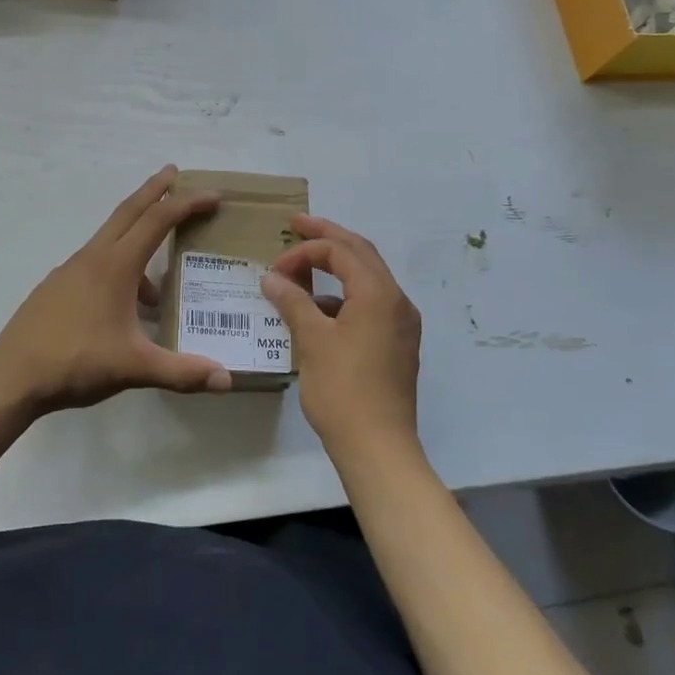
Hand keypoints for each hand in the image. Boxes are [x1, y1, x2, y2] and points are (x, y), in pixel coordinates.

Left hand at [0, 166, 232, 412]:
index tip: (212, 195)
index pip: (157, 221)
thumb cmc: (76, 362)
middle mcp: (93, 257)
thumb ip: (181, 372)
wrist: (11, 376)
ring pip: (111, 239)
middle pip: (128, 211)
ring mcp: (70, 270)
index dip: (187, 204)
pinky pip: (96, 262)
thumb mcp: (134, 367)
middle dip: (154, 190)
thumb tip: (226, 380)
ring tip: (157, 289)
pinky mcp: (57, 287)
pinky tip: (123, 307)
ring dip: (136, 236)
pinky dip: (118, 267)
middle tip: (173, 172)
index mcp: (115, 265)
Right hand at [261, 215, 421, 458]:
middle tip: (298, 225)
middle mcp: (397, 301)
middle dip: (328, 238)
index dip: (306, 251)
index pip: (341, 252)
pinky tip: (317, 311)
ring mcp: (401, 323)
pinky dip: (343, 297)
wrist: (379, 448)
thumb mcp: (312, 341)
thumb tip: (272, 278)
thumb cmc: (343, 390)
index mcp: (379, 293)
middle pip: (361, 254)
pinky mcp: (398, 344)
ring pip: (367, 279)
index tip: (275, 267)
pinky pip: (370, 304)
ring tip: (302, 272)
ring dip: (336, 268)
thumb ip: (292, 302)